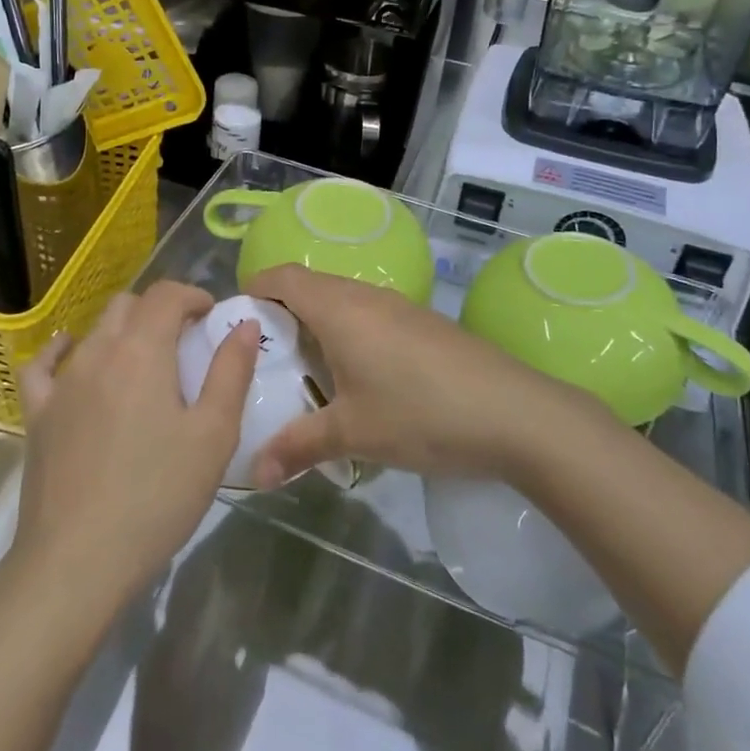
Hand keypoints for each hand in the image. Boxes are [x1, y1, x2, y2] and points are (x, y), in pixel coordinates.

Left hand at [13, 282, 257, 613]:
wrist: (76, 562)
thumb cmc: (156, 496)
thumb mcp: (213, 435)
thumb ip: (231, 371)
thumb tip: (242, 323)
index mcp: (142, 351)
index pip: (166, 295)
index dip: (194, 296)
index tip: (213, 318)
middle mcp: (97, 352)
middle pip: (129, 305)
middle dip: (161, 311)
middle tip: (187, 343)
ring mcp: (61, 382)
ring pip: (94, 331)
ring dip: (124, 331)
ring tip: (147, 363)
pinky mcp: (37, 414)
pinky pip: (43, 365)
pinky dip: (62, 350)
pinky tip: (72, 355)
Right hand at [245, 264, 556, 489]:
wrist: (514, 412)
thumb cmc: (421, 413)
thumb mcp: (354, 433)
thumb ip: (298, 447)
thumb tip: (253, 474)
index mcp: (338, 308)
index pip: (283, 276)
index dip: (254, 288)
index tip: (236, 322)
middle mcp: (365, 295)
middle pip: (310, 286)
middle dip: (281, 314)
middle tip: (263, 359)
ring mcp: (399, 307)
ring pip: (342, 301)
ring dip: (317, 325)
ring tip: (304, 373)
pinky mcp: (423, 323)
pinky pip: (370, 315)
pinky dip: (349, 334)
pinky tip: (356, 379)